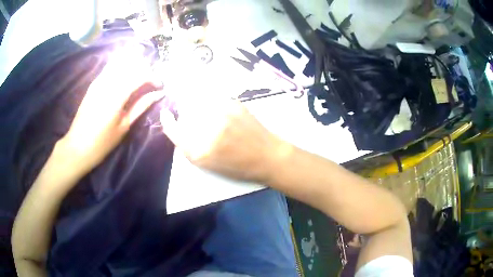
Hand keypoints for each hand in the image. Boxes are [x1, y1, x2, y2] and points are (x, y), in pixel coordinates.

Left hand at [59, 45, 163, 176]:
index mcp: (117, 95)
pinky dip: (122, 65)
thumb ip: (141, 106)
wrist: (78, 146)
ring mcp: (99, 80)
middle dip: (145, 69)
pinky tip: (126, 72)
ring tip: (140, 76)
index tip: (160, 86)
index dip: (153, 77)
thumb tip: (159, 94)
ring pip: (121, 62)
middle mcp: (108, 82)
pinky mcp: (94, 83)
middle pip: (131, 64)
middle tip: (151, 81)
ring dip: (134, 65)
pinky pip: (111, 66)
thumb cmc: (103, 142)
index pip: (140, 75)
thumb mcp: (124, 126)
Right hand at [160, 98, 288, 181]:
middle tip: (192, 117)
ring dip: (197, 104)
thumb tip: (176, 124)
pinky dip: (211, 101)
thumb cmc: (238, 166)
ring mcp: (222, 113)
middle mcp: (209, 129)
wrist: (267, 155)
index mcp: (201, 151)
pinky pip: (213, 97)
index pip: (174, 130)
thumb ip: (188, 146)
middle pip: (185, 112)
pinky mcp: (233, 103)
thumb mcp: (208, 164)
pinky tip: (220, 111)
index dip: (168, 121)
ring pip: (198, 101)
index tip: (166, 114)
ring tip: (210, 115)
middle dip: (185, 113)